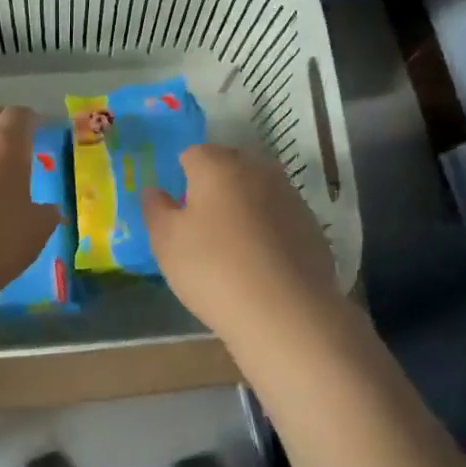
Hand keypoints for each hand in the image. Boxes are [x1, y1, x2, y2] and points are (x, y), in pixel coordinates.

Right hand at [142, 144, 343, 344]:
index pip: (193, 153)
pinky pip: (280, 216)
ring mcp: (290, 196)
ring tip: (232, 244)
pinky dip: (268, 228)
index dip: (182, 175)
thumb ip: (156, 210)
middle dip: (214, 184)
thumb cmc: (214, 269)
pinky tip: (261, 261)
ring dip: (244, 205)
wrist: (286, 312)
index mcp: (218, 166)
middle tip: (201, 222)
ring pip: (258, 189)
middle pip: (230, 165)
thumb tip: (154, 191)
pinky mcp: (311, 226)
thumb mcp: (167, 243)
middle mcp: (257, 170)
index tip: (177, 207)